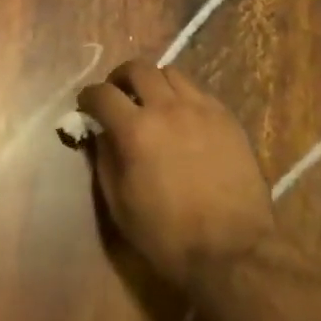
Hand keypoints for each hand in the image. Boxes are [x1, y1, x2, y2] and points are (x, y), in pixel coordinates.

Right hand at [76, 61, 275, 291]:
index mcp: (135, 130)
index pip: (102, 94)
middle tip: (118, 95)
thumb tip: (99, 133)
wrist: (234, 251)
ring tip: (153, 103)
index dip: (88, 96)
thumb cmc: (168, 235)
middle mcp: (166, 108)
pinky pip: (198, 92)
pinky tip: (184, 119)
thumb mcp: (121, 205)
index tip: (86, 105)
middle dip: (120, 78)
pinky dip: (183, 97)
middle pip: (137, 69)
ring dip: (154, 83)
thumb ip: (105, 160)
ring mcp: (200, 109)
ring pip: (170, 73)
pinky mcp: (226, 117)